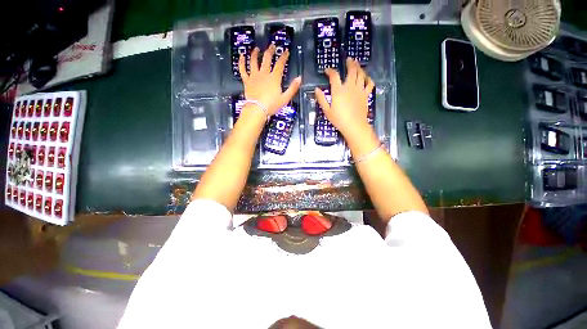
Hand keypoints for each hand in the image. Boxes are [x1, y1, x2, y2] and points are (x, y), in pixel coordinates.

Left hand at [239, 45, 301, 114]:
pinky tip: (241, 56)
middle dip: (270, 51)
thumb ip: (293, 88)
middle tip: (272, 46)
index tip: (286, 51)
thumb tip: (299, 78)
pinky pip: (243, 69)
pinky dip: (241, 62)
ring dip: (255, 53)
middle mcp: (264, 74)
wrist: (257, 110)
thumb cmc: (272, 105)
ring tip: (256, 49)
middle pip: (267, 59)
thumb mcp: (285, 98)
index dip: (284, 57)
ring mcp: (254, 76)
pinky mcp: (247, 81)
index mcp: (274, 78)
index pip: (280, 64)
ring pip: (254, 61)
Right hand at [315, 58, 374, 137]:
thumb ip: (321, 99)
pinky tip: (366, 77)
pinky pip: (369, 84)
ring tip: (357, 64)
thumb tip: (316, 89)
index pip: (334, 76)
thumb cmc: (339, 119)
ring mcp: (359, 90)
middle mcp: (350, 87)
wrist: (354, 126)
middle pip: (351, 71)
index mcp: (338, 91)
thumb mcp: (327, 111)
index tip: (327, 70)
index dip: (330, 71)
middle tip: (349, 59)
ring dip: (359, 67)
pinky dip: (368, 79)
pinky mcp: (366, 95)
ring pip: (361, 74)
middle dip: (350, 63)